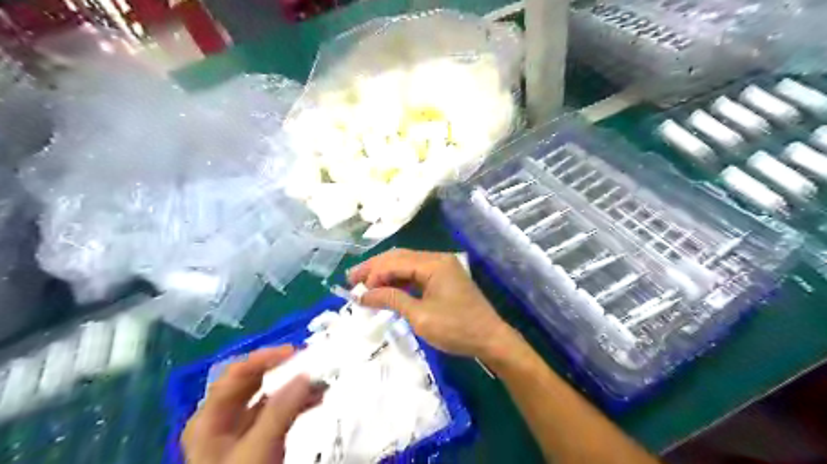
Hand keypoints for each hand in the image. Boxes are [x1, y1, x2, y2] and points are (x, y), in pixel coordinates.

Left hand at [181, 347, 323, 463]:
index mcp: (210, 419)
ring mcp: (241, 431)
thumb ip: (281, 411)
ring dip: (294, 385)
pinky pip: (278, 412)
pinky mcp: (258, 441)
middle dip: (282, 370)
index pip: (236, 374)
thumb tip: (306, 374)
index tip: (296, 352)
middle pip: (252, 382)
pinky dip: (297, 402)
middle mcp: (223, 419)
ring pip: (268, 396)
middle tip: (311, 361)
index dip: (264, 358)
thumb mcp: (258, 450)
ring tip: (321, 380)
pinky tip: (317, 399)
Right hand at [348, 249, 514, 360]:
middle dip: (375, 268)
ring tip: (364, 285)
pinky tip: (386, 289)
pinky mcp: (443, 279)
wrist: (490, 339)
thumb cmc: (456, 328)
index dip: (374, 274)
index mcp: (434, 263)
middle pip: (399, 257)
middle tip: (351, 281)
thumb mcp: (420, 316)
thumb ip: (391, 299)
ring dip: (385, 274)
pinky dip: (399, 281)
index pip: (395, 261)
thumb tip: (363, 295)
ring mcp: (442, 268)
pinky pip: (416, 274)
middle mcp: (437, 259)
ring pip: (406, 264)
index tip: (356, 291)